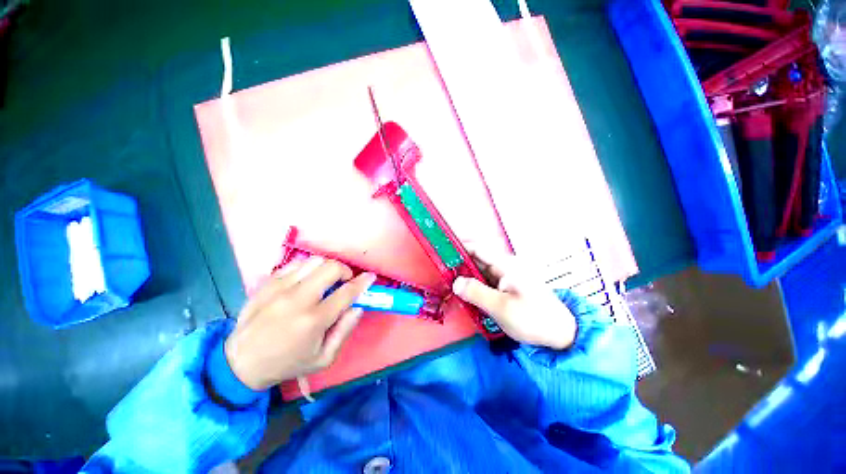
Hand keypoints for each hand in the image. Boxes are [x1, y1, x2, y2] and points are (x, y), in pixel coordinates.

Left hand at [224, 257, 375, 390]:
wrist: (241, 363)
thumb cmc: (288, 363)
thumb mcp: (324, 358)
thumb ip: (345, 330)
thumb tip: (358, 307)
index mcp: (314, 320)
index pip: (347, 292)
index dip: (363, 282)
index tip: (370, 277)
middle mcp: (298, 299)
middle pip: (331, 268)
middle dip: (345, 271)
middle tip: (344, 282)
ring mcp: (280, 288)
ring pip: (314, 261)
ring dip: (326, 268)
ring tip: (324, 281)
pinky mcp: (268, 283)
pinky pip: (295, 264)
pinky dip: (307, 268)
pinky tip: (306, 281)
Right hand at [452, 246, 576, 349]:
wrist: (561, 334)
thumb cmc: (533, 319)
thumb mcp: (501, 308)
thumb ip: (476, 293)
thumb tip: (455, 282)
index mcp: (505, 265)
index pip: (477, 248)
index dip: (459, 246)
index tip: (441, 251)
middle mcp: (504, 266)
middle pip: (476, 259)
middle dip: (458, 264)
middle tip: (441, 274)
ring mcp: (505, 277)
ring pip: (479, 272)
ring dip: (465, 277)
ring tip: (448, 285)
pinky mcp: (506, 287)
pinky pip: (485, 282)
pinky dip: (473, 286)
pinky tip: (465, 295)